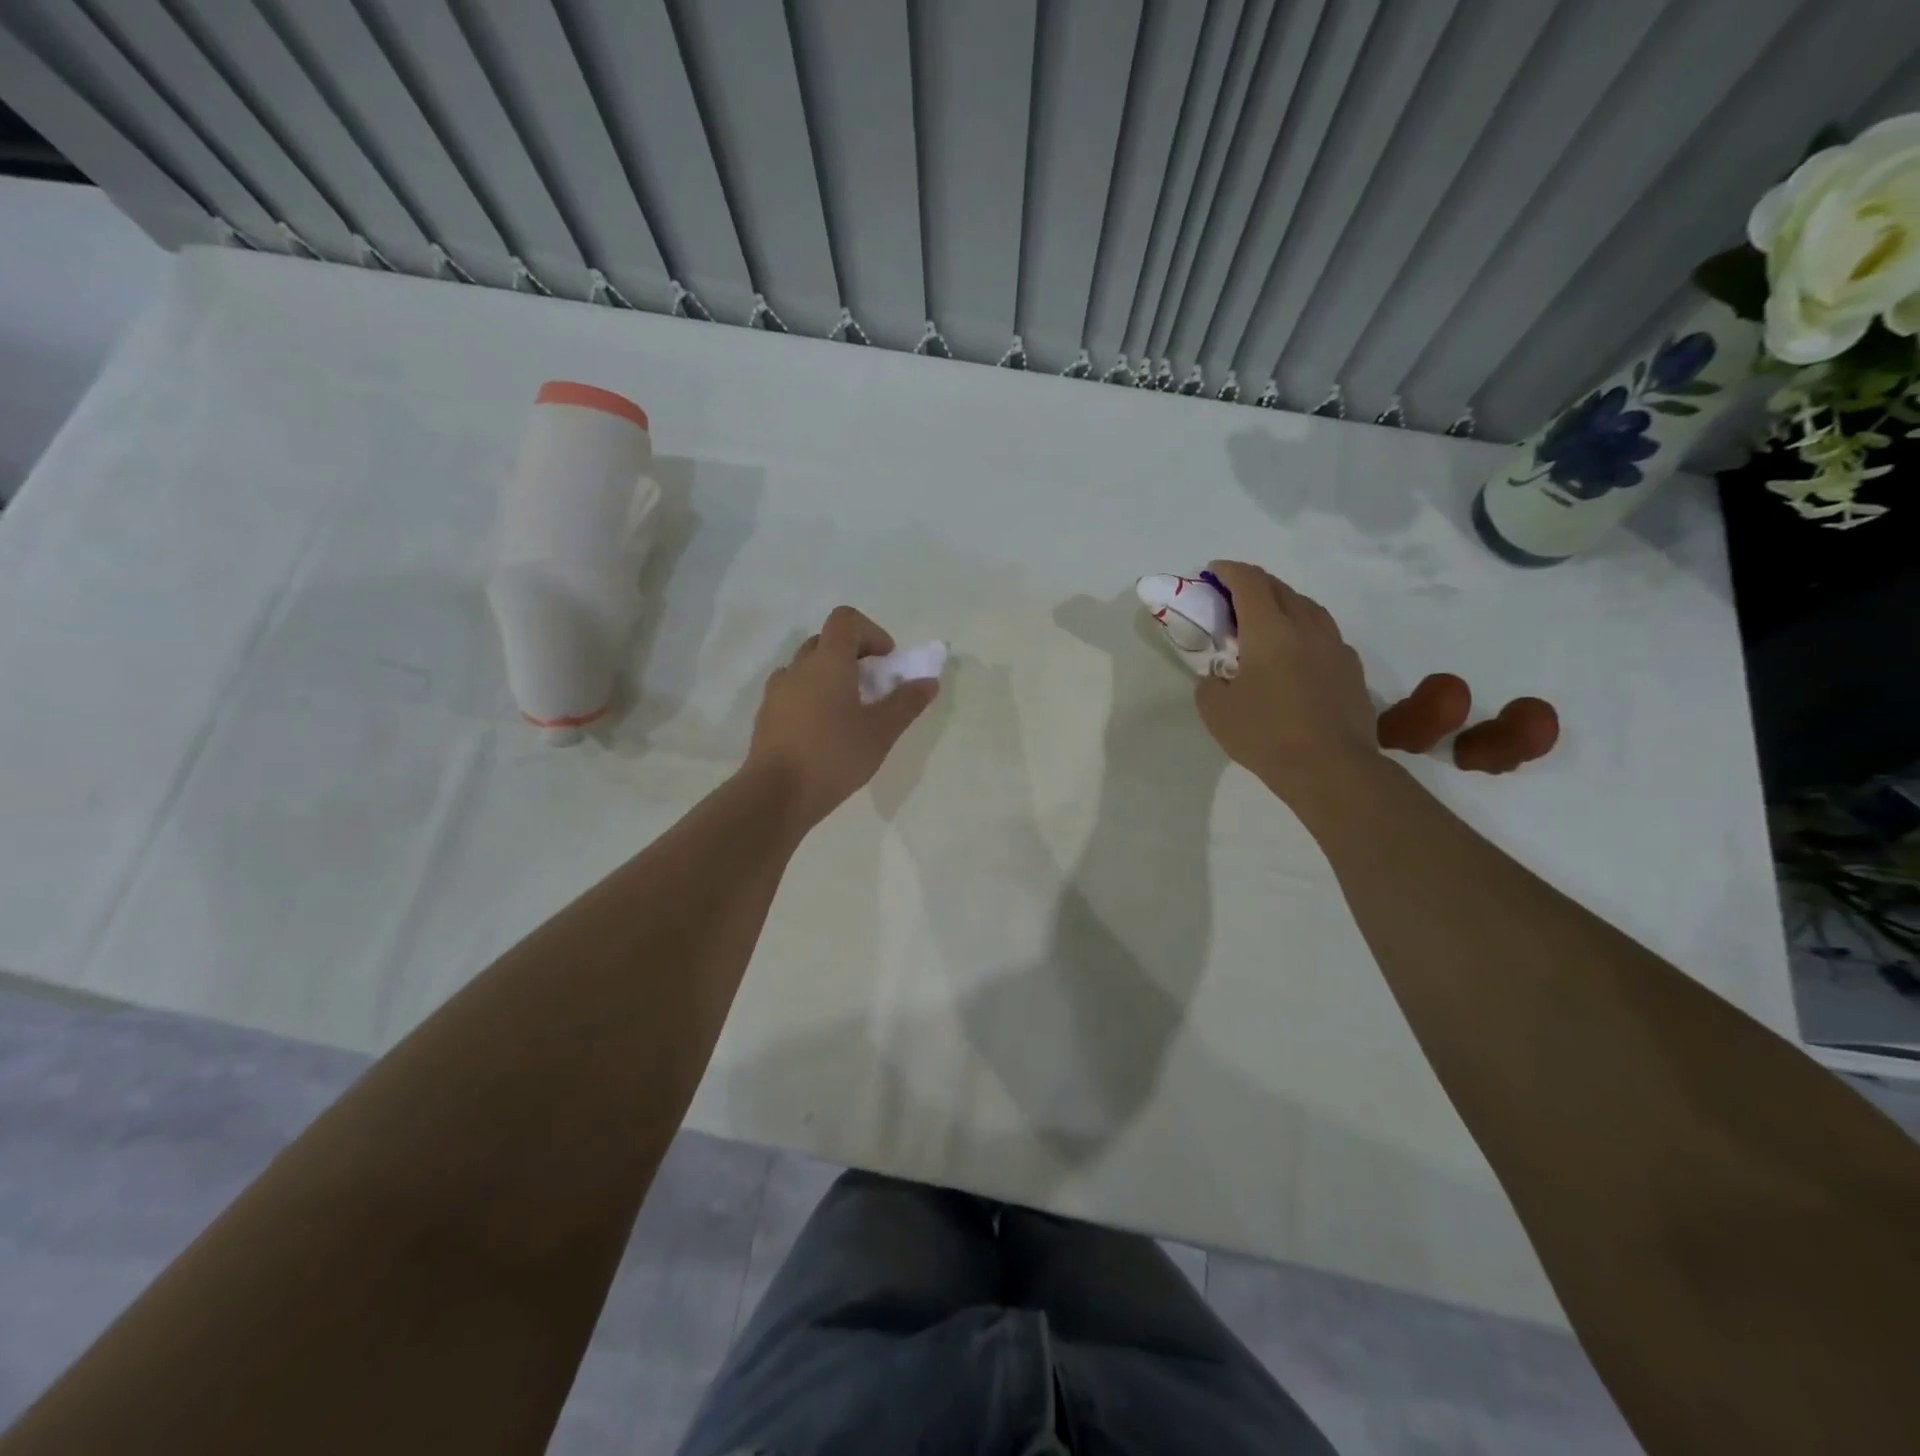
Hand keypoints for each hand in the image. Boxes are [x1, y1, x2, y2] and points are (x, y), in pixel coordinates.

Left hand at [745, 606, 938, 829]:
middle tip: (873, 687)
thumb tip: (928, 682)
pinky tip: (824, 733)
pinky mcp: (766, 716)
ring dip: (830, 677)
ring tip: (848, 712)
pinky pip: (793, 692)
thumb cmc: (834, 755)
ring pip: (807, 668)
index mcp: (827, 661)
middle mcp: (798, 667)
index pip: (846, 619)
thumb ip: (907, 702)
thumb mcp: (881, 731)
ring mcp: (777, 691)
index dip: (871, 632)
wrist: (776, 795)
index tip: (886, 661)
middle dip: (853, 655)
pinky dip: (812, 698)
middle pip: (826, 641)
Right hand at [1194, 560, 1376, 802]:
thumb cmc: (1265, 734)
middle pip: (1281, 589)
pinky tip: (1297, 655)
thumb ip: (1210, 683)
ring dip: (1284, 604)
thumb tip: (1220, 677)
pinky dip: (1305, 632)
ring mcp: (1335, 646)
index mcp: (1269, 629)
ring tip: (1267, 622)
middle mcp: (1306, 627)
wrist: (1330, 767)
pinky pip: (1325, 636)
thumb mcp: (1215, 711)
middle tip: (1234, 597)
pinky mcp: (1352, 669)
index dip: (1229, 571)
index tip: (1214, 571)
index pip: (1249, 582)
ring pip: (1308, 608)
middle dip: (1255, 584)